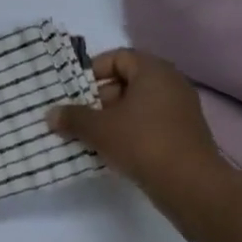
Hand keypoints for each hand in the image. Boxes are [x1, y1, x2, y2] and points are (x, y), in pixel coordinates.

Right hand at [48, 49, 228, 224]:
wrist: (190, 185)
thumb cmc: (142, 143)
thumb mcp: (99, 129)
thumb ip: (73, 117)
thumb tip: (51, 114)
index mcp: (154, 71)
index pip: (118, 57)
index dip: (93, 70)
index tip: (75, 91)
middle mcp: (171, 83)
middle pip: (128, 80)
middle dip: (100, 97)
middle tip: (80, 116)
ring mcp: (181, 109)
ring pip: (138, 105)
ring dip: (113, 117)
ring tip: (92, 136)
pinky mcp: (184, 134)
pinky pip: (151, 123)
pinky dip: (131, 131)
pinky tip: (114, 151)